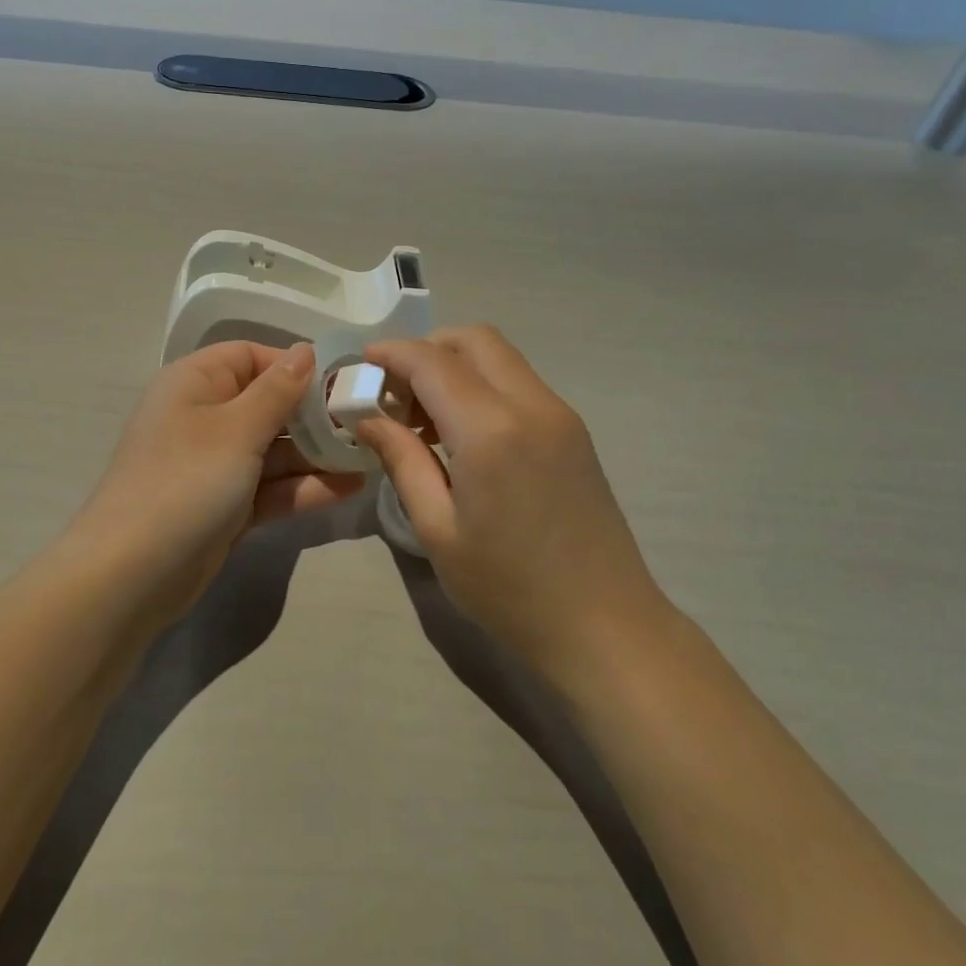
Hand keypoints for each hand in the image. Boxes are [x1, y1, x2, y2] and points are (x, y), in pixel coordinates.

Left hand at [68, 341, 363, 629]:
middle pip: (267, 404)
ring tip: (370, 457)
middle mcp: (204, 417)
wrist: (131, 575)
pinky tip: (349, 489)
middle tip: (366, 424)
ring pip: (273, 450)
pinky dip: (303, 487)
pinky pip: (269, 487)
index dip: (294, 365)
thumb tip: (305, 351)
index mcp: (196, 383)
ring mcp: (214, 466)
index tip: (341, 382)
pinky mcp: (225, 507)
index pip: (250, 356)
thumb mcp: (236, 429)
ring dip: (317, 455)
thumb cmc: (185, 482)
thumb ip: (278, 391)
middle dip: (314, 415)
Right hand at [354, 326, 670, 683]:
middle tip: (395, 392)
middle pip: (474, 340)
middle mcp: (531, 405)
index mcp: (490, 430)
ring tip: (424, 418)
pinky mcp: (574, 432)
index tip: (360, 365)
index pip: (432, 361)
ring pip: (500, 358)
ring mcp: (560, 415)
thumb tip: (369, 418)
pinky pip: (519, 384)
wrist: (605, 626)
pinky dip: (483, 386)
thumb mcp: (438, 530)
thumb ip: (402, 461)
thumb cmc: (509, 589)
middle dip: (427, 349)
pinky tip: (463, 435)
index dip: (391, 353)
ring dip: (456, 367)